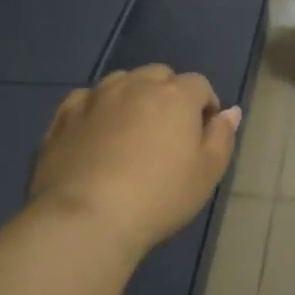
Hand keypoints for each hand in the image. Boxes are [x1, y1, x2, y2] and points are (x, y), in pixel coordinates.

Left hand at [29, 65, 241, 261]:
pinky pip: (86, 99)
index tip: (202, 135)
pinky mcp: (64, 115)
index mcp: (175, 95)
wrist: (86, 218)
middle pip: (159, 76)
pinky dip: (96, 109)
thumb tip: (230, 112)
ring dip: (132, 97)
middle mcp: (136, 84)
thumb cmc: (158, 197)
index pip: (199, 85)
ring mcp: (96, 97)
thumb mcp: (207, 173)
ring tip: (131, 131)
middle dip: (168, 95)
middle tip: (167, 133)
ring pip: (122, 82)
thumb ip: (222, 137)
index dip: (205, 107)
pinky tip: (95, 134)